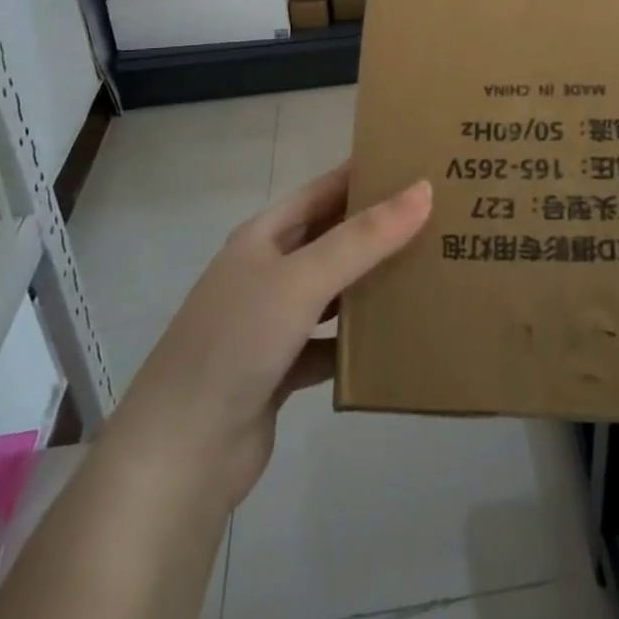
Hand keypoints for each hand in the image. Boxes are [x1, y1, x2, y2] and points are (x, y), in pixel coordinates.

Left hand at [107, 163, 431, 513]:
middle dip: (377, 229)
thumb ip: (363, 238)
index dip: (364, 174)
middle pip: (331, 239)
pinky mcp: (281, 370)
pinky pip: (330, 344)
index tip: (417, 164)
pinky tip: (396, 341)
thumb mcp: (302, 280)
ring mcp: (271, 323)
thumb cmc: (237, 343)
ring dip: (370, 283)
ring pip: (333, 292)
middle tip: (438, 217)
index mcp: (263, 237)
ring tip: (428, 270)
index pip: (323, 190)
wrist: (181, 454)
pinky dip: (358, 342)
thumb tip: (423, 189)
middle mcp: (266, 272)